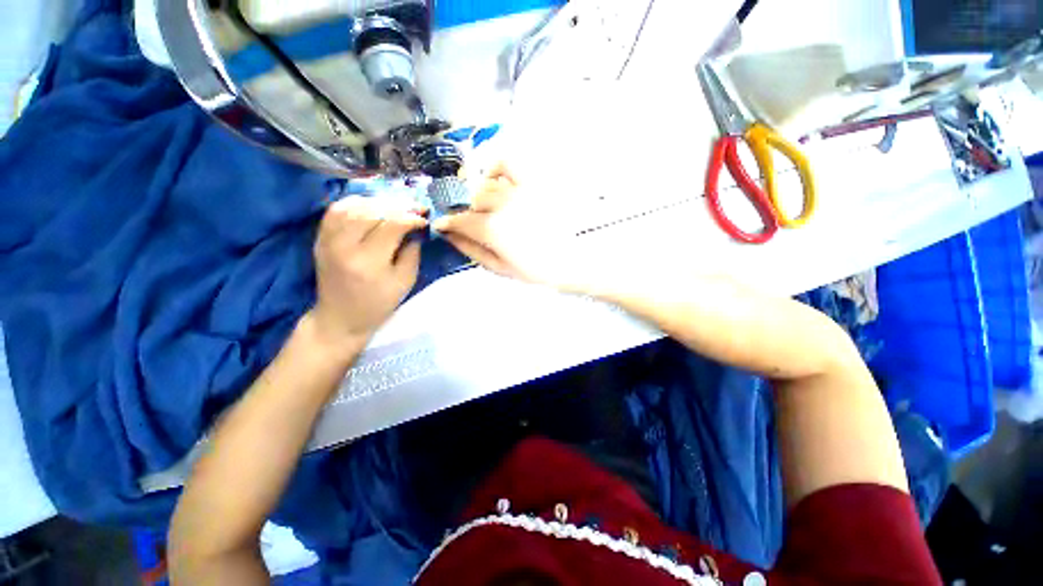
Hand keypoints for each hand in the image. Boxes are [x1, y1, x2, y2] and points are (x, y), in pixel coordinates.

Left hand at [310, 197, 427, 351]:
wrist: (341, 317)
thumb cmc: (378, 303)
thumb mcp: (405, 282)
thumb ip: (412, 253)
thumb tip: (416, 230)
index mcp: (368, 261)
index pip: (391, 225)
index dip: (411, 217)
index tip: (425, 218)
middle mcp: (344, 245)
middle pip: (372, 211)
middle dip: (398, 205)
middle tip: (415, 207)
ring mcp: (328, 240)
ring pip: (353, 206)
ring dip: (379, 202)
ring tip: (397, 205)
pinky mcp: (320, 238)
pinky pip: (336, 209)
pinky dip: (356, 202)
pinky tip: (372, 205)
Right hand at [433, 164, 581, 289]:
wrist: (569, 261)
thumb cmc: (534, 270)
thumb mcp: (499, 267)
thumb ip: (471, 249)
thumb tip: (448, 235)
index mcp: (493, 229)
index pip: (461, 220)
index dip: (449, 222)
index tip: (442, 224)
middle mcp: (503, 205)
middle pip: (474, 201)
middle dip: (469, 213)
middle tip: (476, 224)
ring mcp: (519, 191)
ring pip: (487, 185)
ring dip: (482, 197)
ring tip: (489, 208)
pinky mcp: (533, 183)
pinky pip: (508, 164)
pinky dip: (496, 168)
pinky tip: (495, 180)